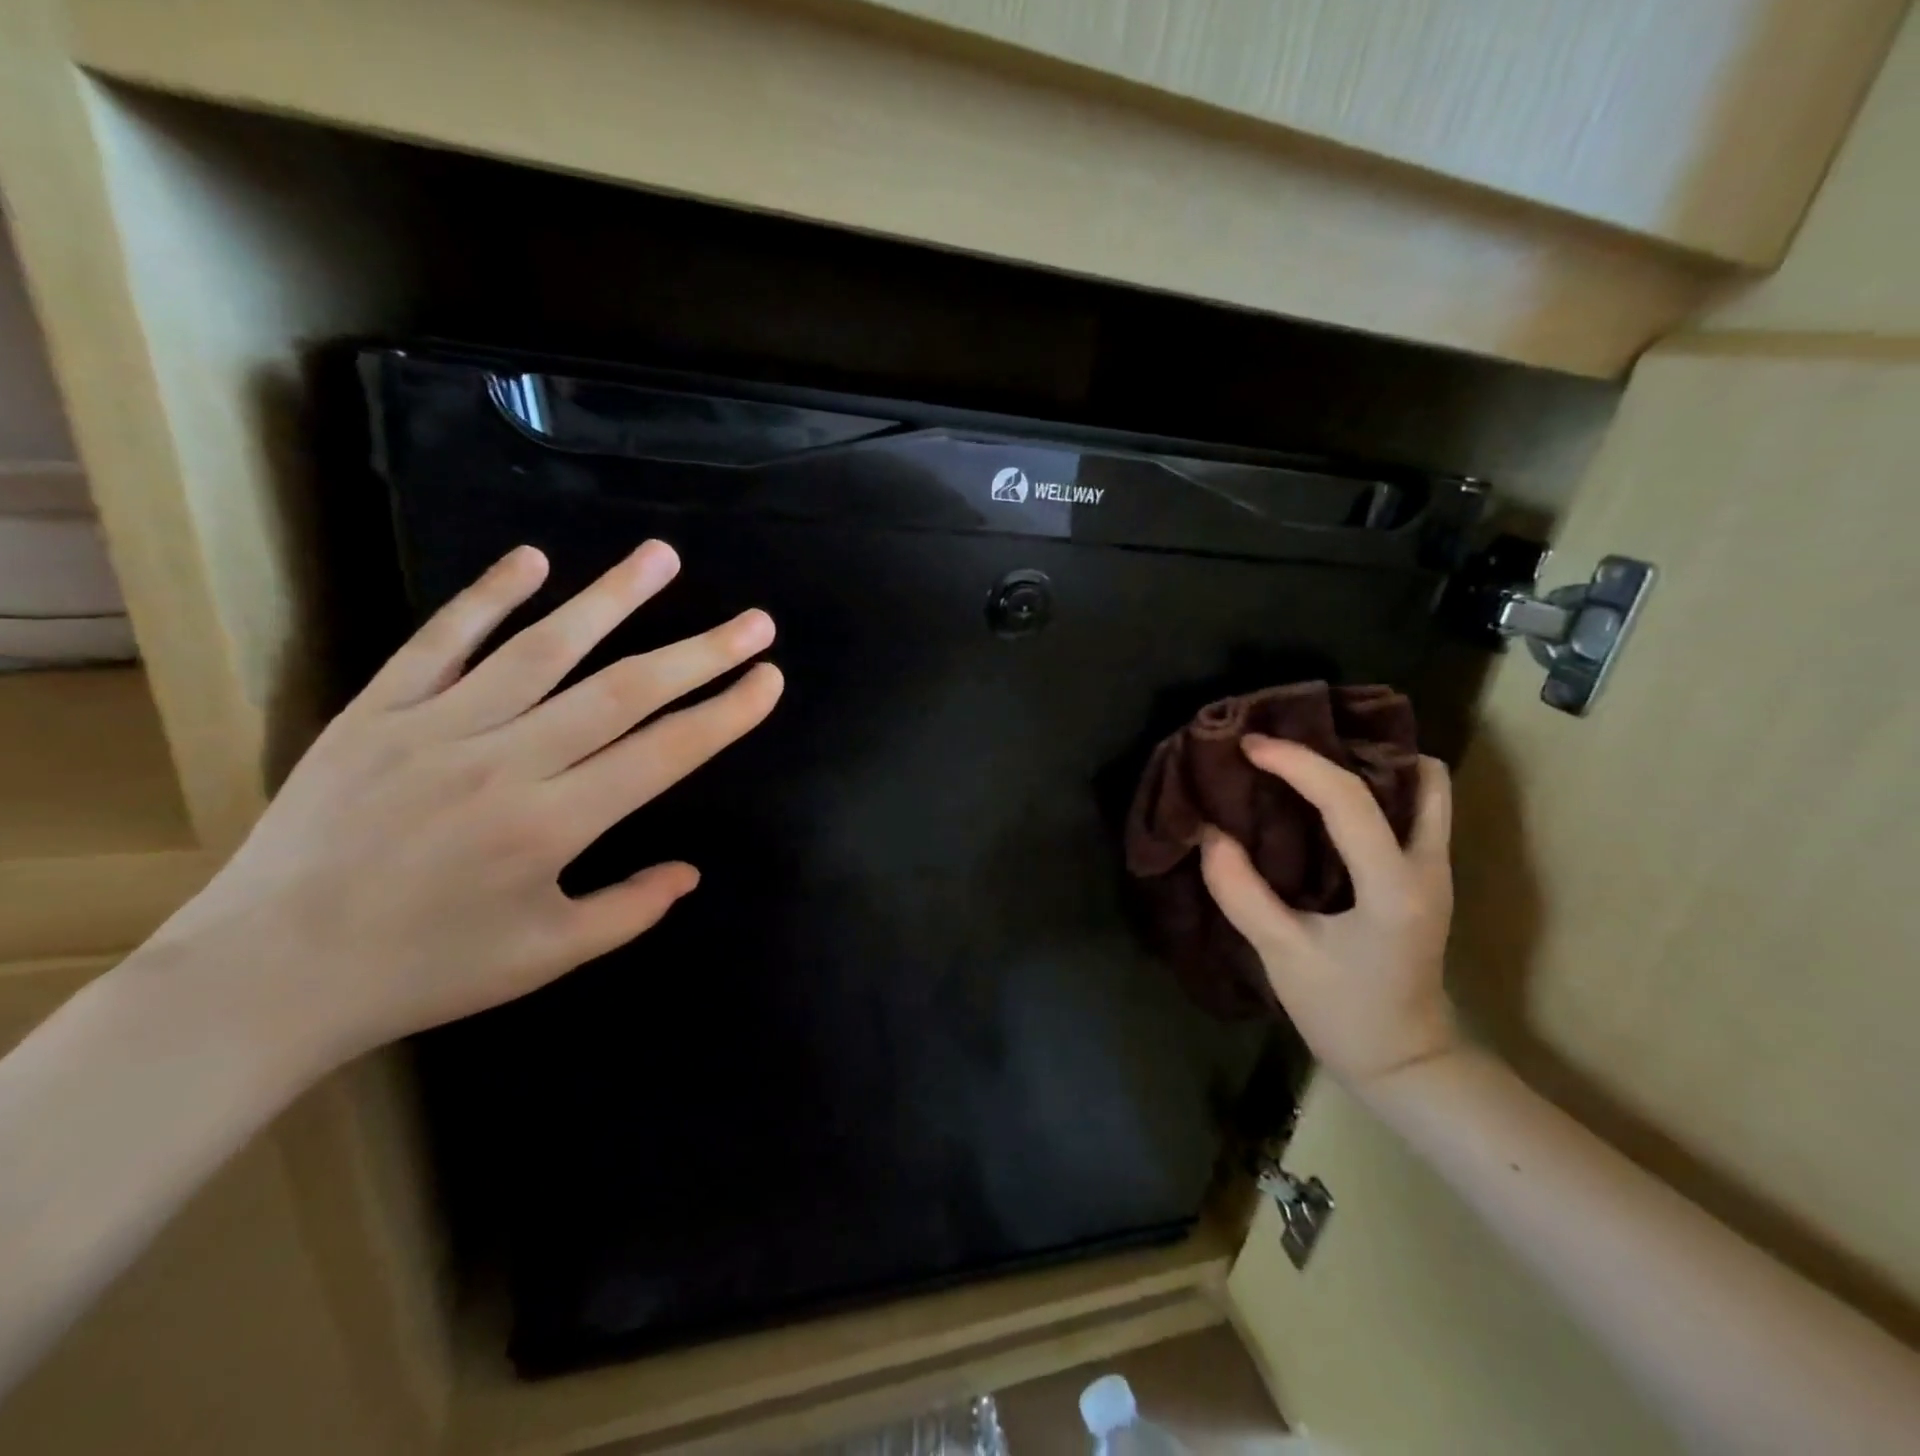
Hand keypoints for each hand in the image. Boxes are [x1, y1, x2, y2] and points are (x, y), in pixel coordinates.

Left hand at [138, 540, 781, 1077]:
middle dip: (700, 653)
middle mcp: (506, 764)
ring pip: (542, 649)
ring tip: (663, 557)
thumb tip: (692, 873)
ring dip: (611, 599)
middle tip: (755, 622)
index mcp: (552, 826)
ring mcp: (436, 729)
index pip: (664, 754)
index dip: (726, 714)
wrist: (262, 976)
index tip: (769, 679)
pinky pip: (440, 642)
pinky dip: (489, 596)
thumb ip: (630, 911)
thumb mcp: (545, 957)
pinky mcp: (376, 713)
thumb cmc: (424, 970)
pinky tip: (534, 558)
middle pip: (622, 692)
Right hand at [1199, 734, 1457, 1092]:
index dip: (1296, 763)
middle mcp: (1427, 865)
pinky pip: (1414, 809)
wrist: (1406, 1062)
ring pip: (1424, 788)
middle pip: (1411, 775)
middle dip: (1347, 746)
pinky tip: (1329, 795)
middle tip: (1288, 736)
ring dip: (1372, 762)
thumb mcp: (1282, 955)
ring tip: (1311, 756)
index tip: (1248, 746)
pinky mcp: (1425, 877)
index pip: (1348, 799)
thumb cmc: (1344, 1013)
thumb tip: (1210, 833)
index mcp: (1393, 886)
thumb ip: (1242, 892)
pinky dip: (1377, 786)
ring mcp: (1435, 870)